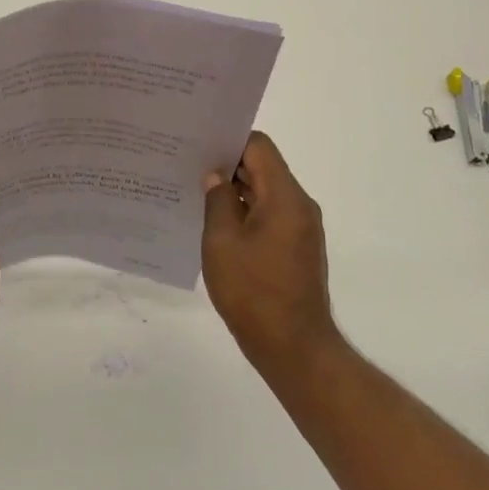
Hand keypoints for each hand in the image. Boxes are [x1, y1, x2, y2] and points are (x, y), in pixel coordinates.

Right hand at [202, 131, 340, 372]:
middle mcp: (299, 206)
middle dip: (228, 165)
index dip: (228, 141)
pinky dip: (245, 212)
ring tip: (196, 194)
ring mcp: (300, 228)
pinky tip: (216, 224)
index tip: (198, 146)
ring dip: (235, 191)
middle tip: (188, 166)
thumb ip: (217, 200)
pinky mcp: (296, 248)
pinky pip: (269, 215)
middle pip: (263, 167)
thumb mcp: (222, 242)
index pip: (259, 147)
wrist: (293, 348)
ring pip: (265, 192)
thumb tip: (215, 176)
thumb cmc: (253, 292)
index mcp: (285, 197)